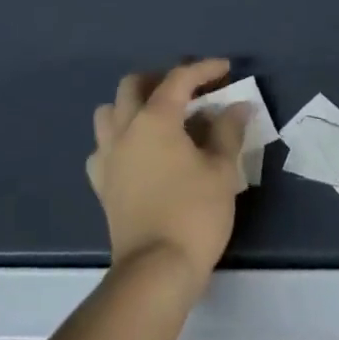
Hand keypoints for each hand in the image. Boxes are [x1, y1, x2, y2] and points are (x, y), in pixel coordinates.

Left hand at [87, 58, 249, 287]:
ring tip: (158, 118)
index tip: (224, 68)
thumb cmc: (194, 214)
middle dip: (160, 79)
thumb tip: (237, 106)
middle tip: (188, 92)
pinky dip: (118, 141)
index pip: (178, 79)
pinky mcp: (101, 183)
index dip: (203, 69)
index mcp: (155, 118)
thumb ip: (228, 132)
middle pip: (133, 85)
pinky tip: (136, 154)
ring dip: (131, 106)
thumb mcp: (221, 171)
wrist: (155, 270)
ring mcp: (107, 156)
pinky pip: (103, 148)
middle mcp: (125, 128)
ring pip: (109, 112)